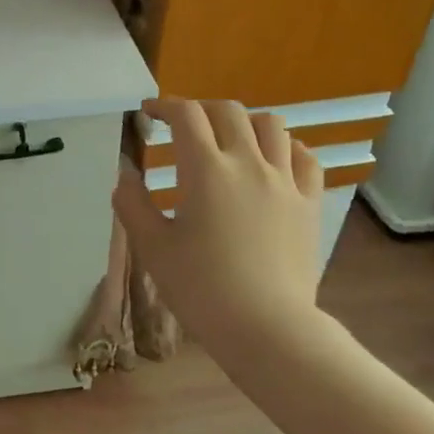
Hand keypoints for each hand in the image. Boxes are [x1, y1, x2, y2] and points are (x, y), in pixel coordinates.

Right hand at [112, 98, 325, 350]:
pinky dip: (287, 147)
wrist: (266, 327)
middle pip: (228, 111)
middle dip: (201, 109)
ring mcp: (284, 181)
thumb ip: (132, 203)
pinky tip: (274, 159)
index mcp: (205, 170)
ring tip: (230, 137)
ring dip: (245, 122)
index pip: (185, 116)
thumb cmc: (201, 287)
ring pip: (272, 126)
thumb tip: (124, 174)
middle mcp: (248, 163)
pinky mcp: (309, 203)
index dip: (164, 106)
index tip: (149, 114)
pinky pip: (305, 158)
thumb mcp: (152, 247)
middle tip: (184, 125)